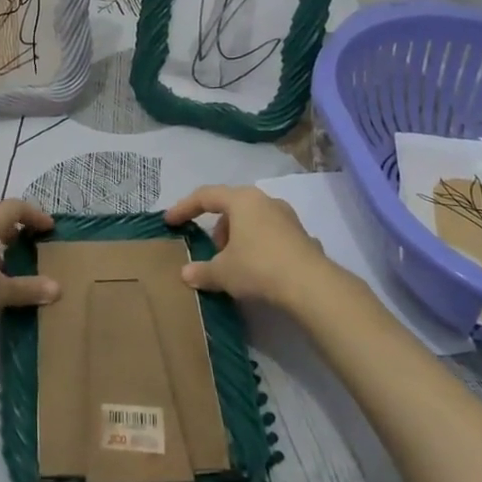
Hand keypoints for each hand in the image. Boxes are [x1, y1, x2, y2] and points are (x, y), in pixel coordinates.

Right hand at [163, 184, 343, 308]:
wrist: (311, 285)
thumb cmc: (259, 267)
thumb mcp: (223, 272)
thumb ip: (202, 271)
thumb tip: (186, 274)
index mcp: (241, 200)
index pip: (205, 196)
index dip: (184, 208)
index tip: (170, 221)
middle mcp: (265, 200)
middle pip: (232, 206)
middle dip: (217, 227)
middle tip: (212, 250)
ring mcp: (287, 216)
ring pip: (253, 219)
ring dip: (239, 236)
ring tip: (235, 263)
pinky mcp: (302, 235)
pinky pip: (271, 235)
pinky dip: (259, 246)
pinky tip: (259, 270)